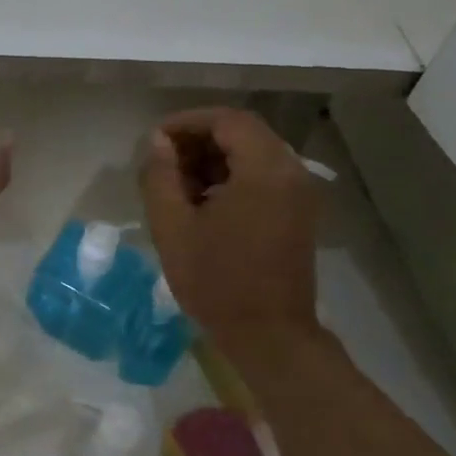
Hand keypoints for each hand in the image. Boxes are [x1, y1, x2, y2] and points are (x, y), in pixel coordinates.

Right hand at [139, 106, 321, 357]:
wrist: (269, 334)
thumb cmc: (216, 281)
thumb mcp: (173, 227)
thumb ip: (160, 176)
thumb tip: (158, 142)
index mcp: (264, 170)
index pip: (227, 121)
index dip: (187, 122)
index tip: (155, 141)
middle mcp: (291, 172)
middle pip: (244, 134)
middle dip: (199, 140)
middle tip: (163, 163)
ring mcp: (300, 193)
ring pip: (254, 155)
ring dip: (215, 160)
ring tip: (178, 185)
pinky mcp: (299, 213)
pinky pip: (265, 177)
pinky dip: (233, 178)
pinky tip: (204, 203)